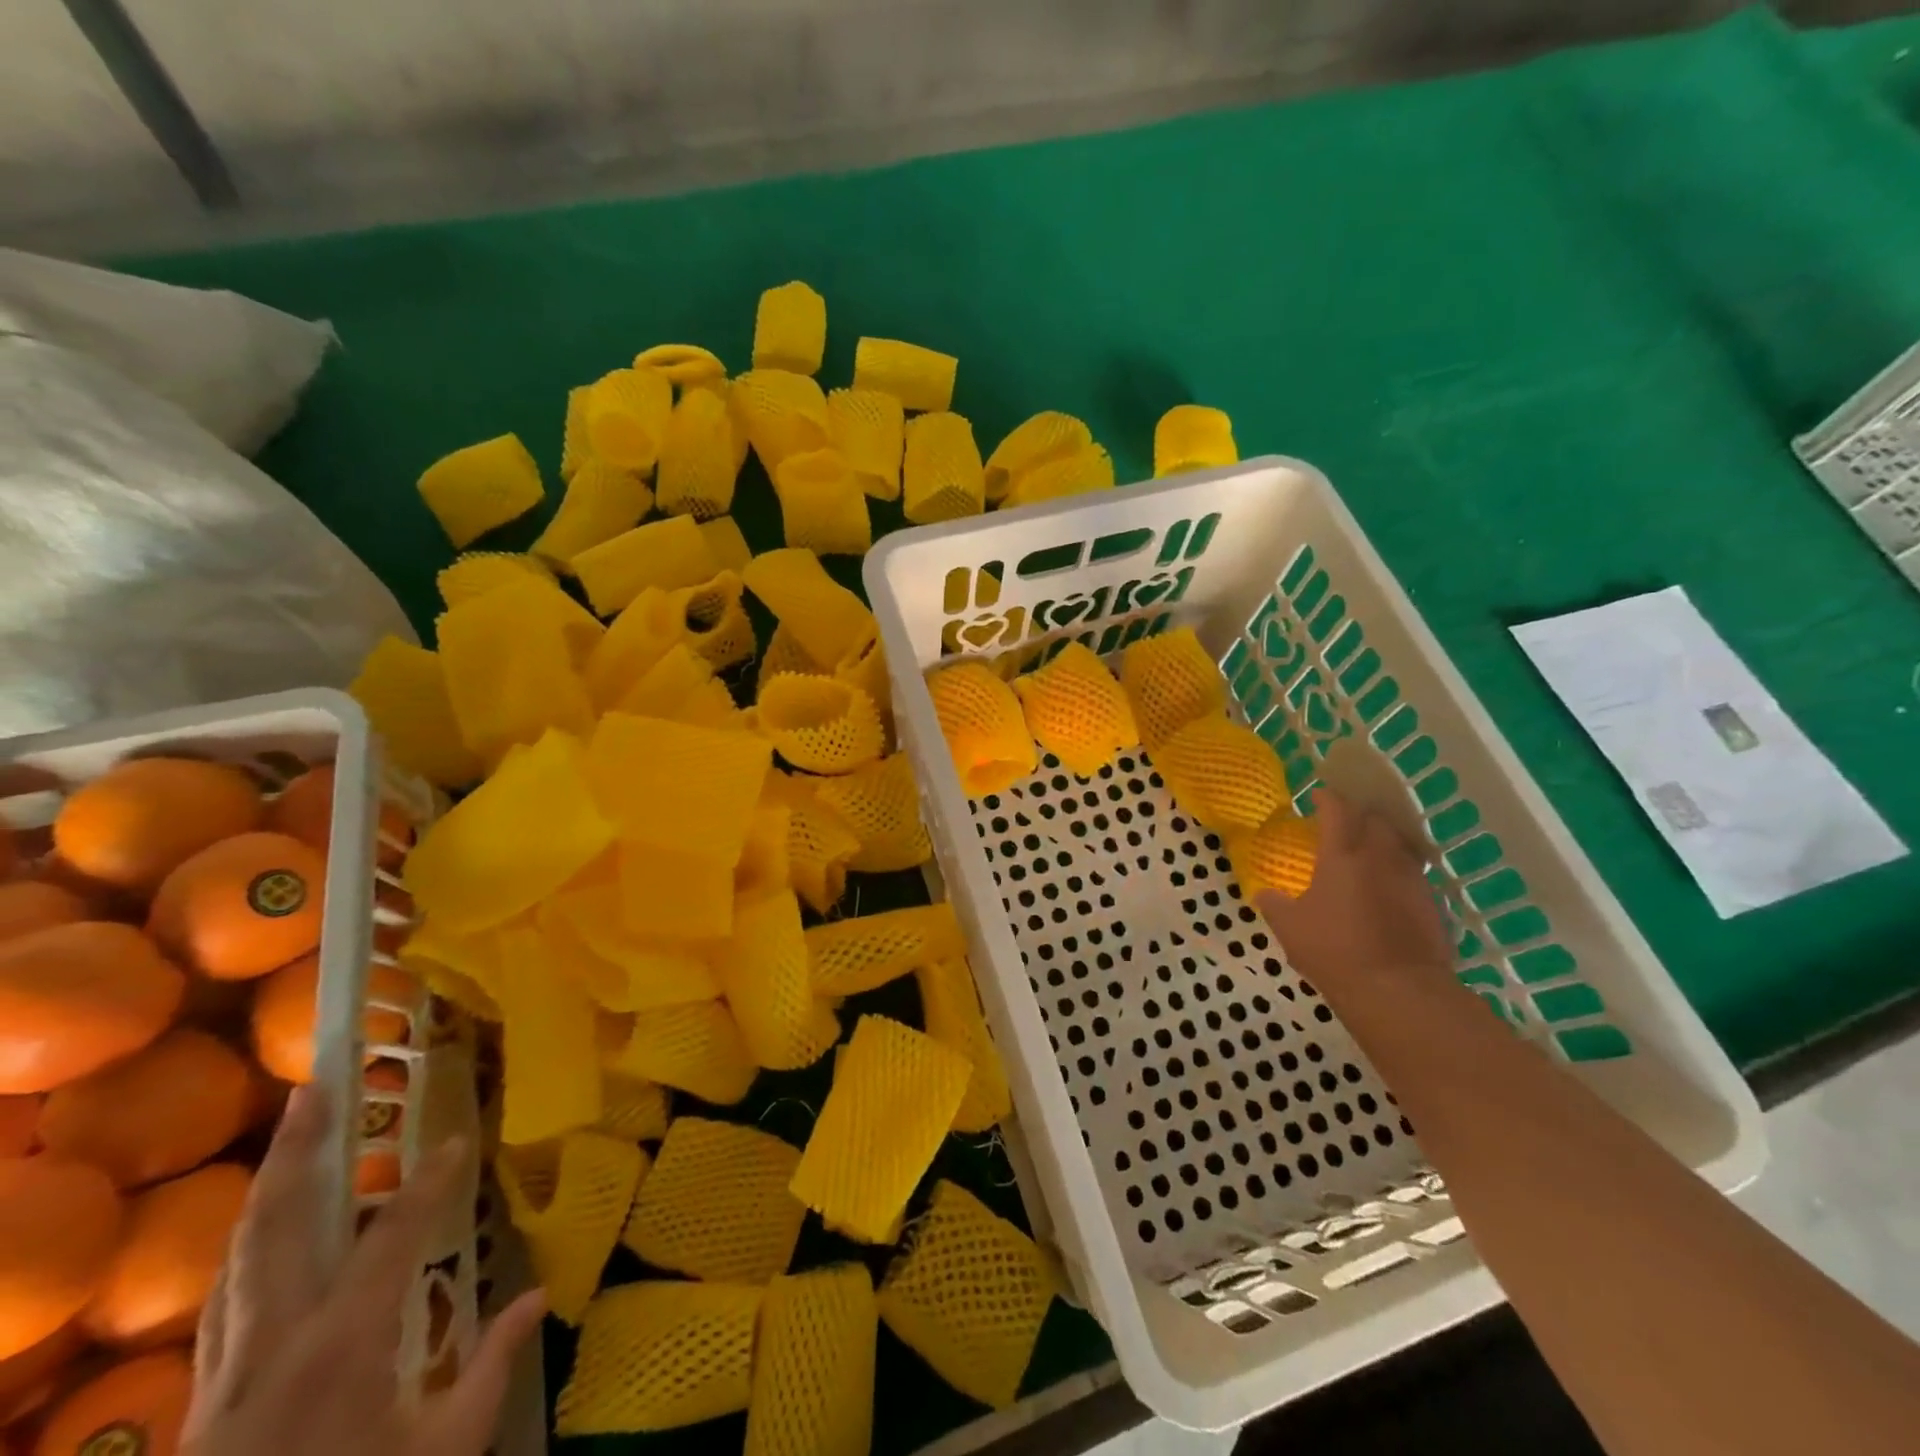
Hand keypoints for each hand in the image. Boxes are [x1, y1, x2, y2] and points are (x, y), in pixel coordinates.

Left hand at [184, 1084, 546, 1455]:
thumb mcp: (442, 1452)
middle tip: (316, 1085)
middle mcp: (272, 1342)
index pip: (392, 1237)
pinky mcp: (205, 1394)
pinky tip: (263, 1227)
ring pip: (238, 1255)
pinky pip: (224, 1296)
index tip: (458, 1140)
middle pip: (276, 1226)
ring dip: (266, 1185)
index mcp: (340, 1346)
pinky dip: (247, 1243)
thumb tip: (540, 1293)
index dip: (429, 1183)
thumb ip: (491, 1367)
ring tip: (291, 1130)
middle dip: (296, 1151)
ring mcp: (225, 1368)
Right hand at [1254, 790, 1453, 991]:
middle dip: (1360, 815)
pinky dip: (1399, 873)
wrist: (1399, 991)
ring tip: (1368, 854)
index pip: (1338, 810)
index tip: (1318, 797)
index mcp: (1342, 855)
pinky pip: (1414, 875)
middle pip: (1376, 819)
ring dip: (1384, 841)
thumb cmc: (1335, 951)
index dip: (1328, 799)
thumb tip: (1265, 893)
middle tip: (1344, 825)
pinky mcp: (1432, 904)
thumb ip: (1274, 904)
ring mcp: (1412, 879)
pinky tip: (1387, 890)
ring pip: (1400, 844)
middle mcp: (1381, 857)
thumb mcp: (1289, 928)